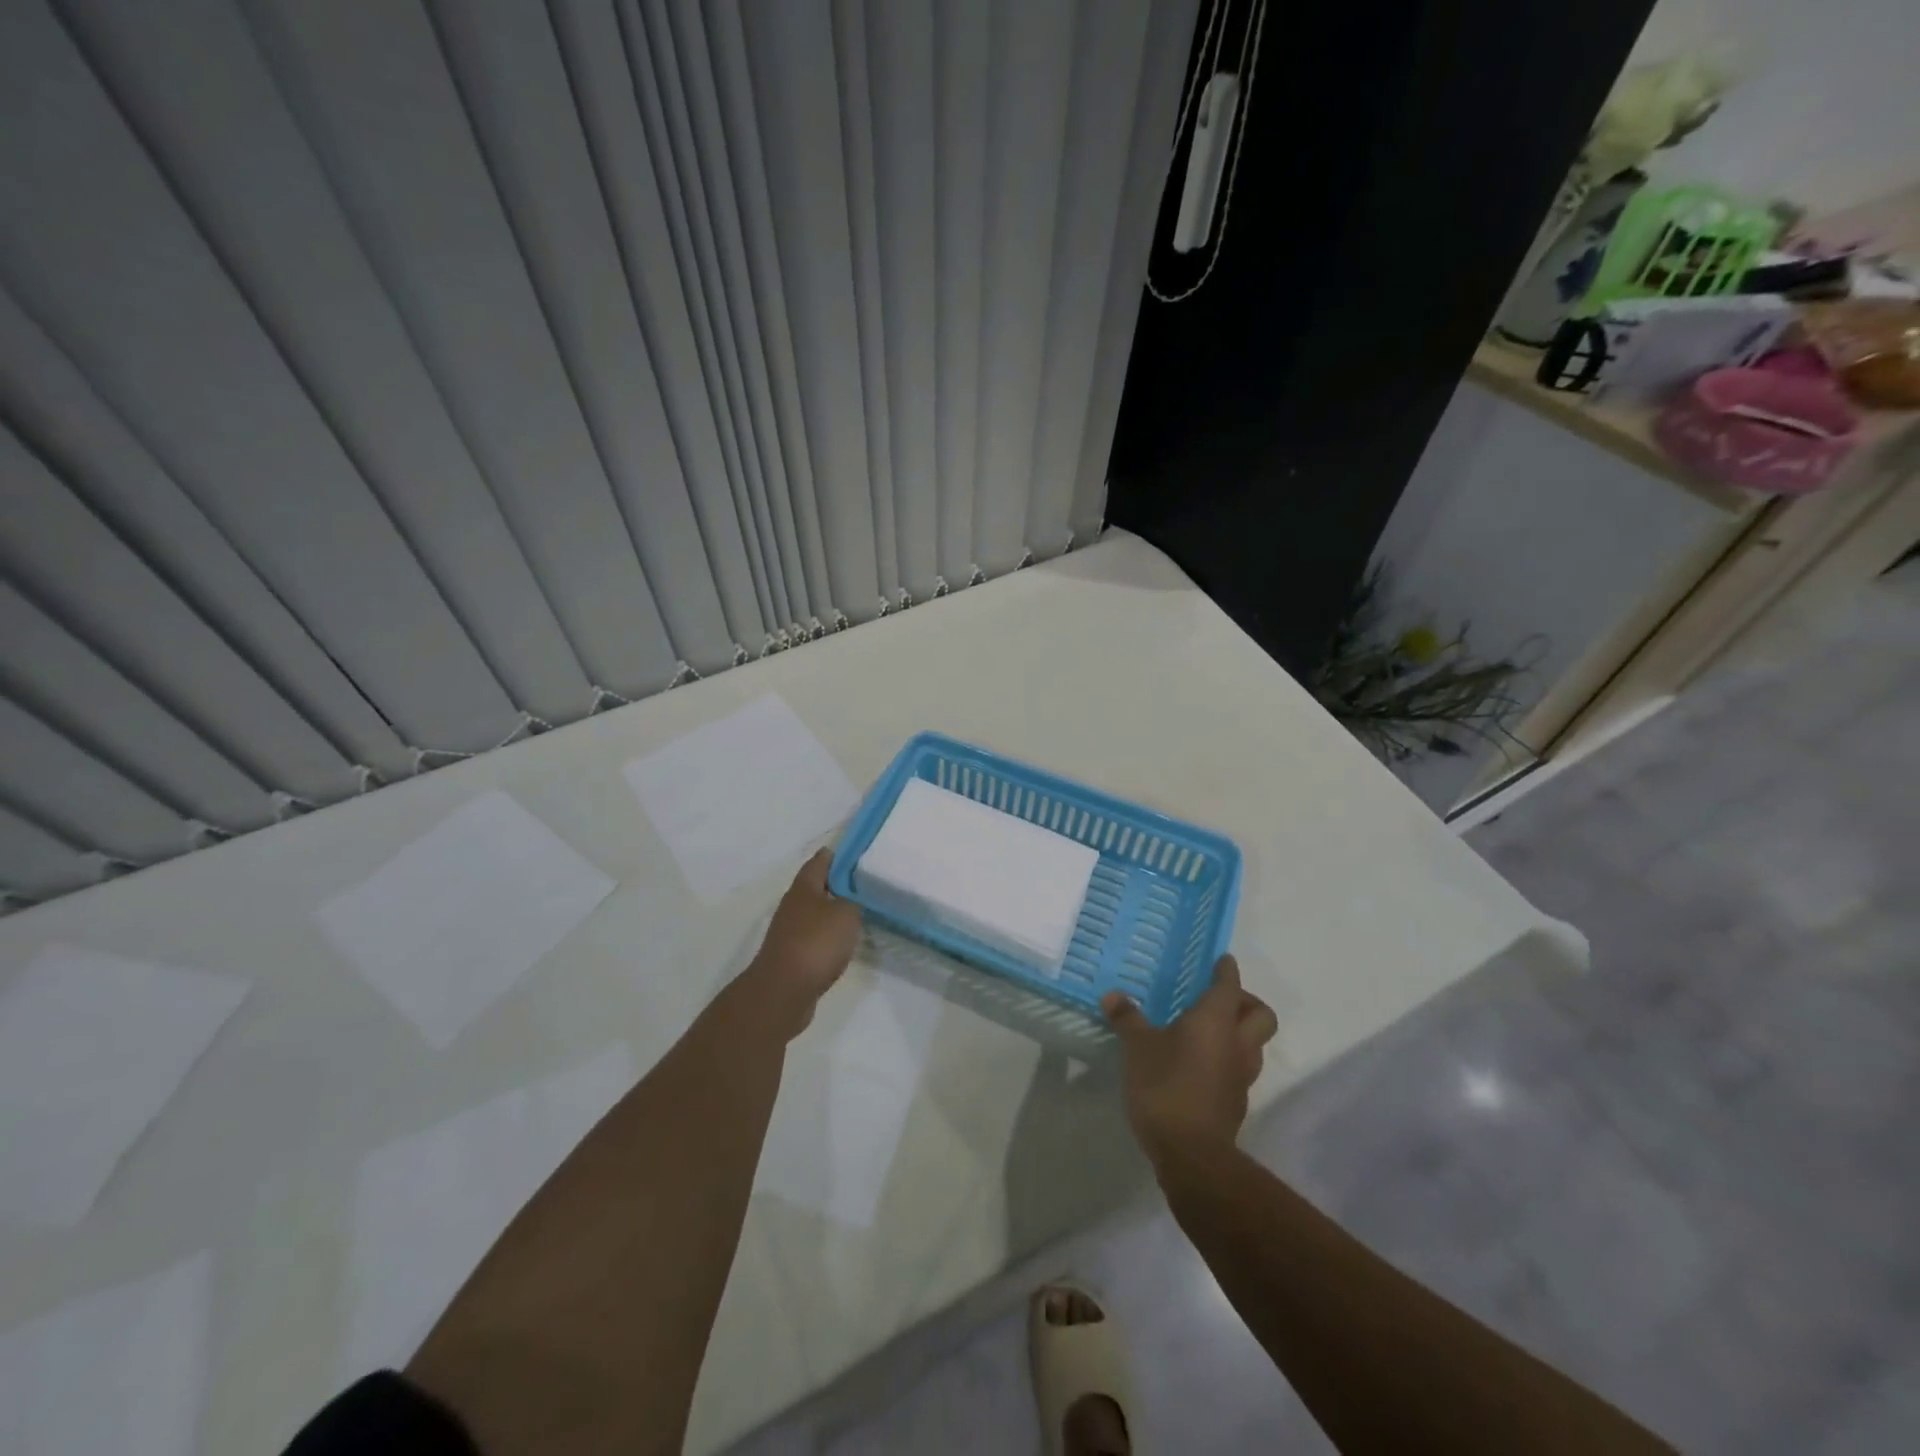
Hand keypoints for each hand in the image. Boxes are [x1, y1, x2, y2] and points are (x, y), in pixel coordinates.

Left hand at [742, 849, 861, 1034]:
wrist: (783, 991)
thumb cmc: (816, 943)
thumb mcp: (847, 914)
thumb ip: (853, 902)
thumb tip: (850, 901)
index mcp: (804, 888)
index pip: (820, 861)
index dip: (837, 855)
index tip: (856, 853)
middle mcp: (793, 905)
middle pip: (816, 887)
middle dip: (837, 884)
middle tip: (863, 884)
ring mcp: (789, 931)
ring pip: (815, 913)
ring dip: (833, 912)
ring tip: (858, 913)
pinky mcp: (791, 955)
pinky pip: (814, 937)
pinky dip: (828, 936)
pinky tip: (843, 943)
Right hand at [1103, 955, 1277, 1168]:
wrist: (1191, 1153)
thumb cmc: (1165, 1086)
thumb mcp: (1137, 1047)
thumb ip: (1128, 1019)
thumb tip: (1112, 995)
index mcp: (1216, 1020)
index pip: (1229, 985)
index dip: (1226, 970)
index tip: (1222, 960)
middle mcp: (1237, 1043)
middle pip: (1260, 1015)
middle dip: (1245, 1002)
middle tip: (1218, 998)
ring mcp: (1241, 1075)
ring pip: (1253, 1043)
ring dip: (1238, 1032)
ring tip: (1207, 1030)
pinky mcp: (1236, 1101)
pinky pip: (1239, 1068)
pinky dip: (1227, 1058)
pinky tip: (1200, 1063)